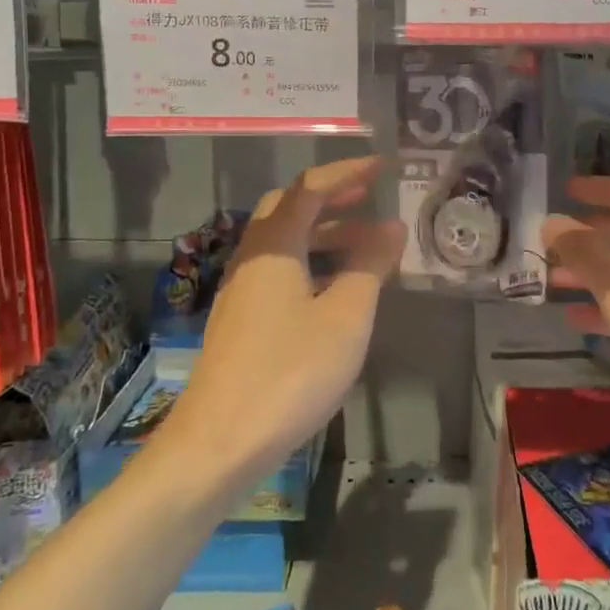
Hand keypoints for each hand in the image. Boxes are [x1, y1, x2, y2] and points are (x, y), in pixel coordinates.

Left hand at [168, 157, 405, 474]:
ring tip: (366, 244)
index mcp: (274, 247)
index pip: (310, 189)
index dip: (346, 173)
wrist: (218, 443)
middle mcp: (252, 258)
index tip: (381, 166)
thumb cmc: (290, 372)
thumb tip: (391, 227)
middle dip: (331, 198)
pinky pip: (279, 271)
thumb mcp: (345, 316)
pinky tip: (334, 289)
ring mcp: (241, 291)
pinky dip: (310, 263)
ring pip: (284, 243)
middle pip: (289, 209)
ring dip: (323, 233)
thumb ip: (369, 265)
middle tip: (369, 197)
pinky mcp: (240, 321)